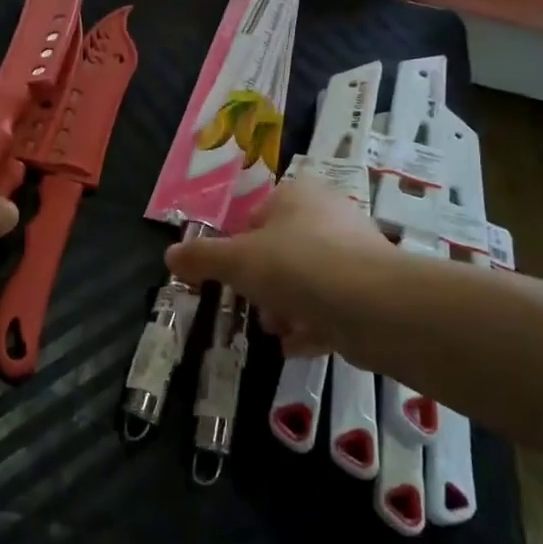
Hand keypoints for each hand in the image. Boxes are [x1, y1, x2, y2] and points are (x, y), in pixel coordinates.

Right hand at [165, 179, 394, 356]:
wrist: (372, 306)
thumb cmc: (295, 267)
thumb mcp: (235, 261)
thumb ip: (201, 258)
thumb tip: (170, 256)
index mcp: (297, 196)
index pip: (258, 212)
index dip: (239, 242)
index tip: (230, 271)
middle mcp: (329, 217)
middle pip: (283, 248)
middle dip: (263, 281)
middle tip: (251, 303)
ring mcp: (355, 254)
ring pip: (308, 279)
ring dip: (287, 306)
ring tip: (275, 329)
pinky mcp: (371, 291)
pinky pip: (333, 307)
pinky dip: (313, 326)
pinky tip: (296, 347)